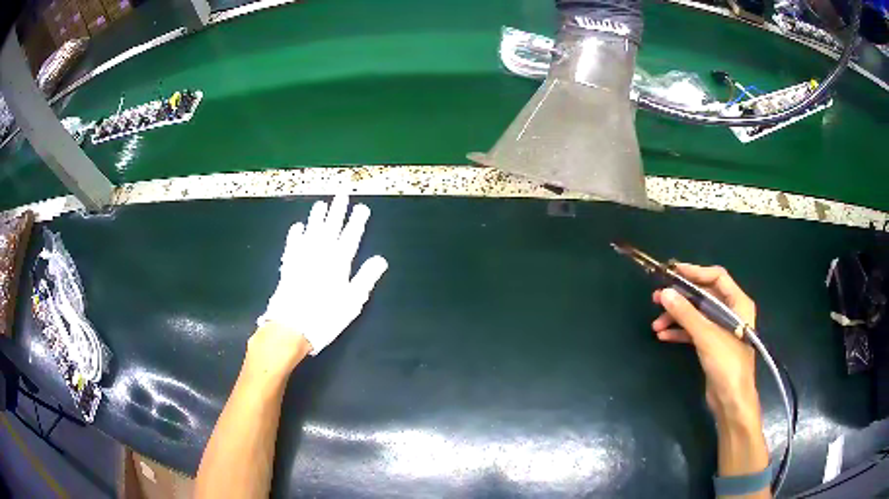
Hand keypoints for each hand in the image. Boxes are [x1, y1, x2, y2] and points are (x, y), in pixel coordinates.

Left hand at [257, 194, 387, 363]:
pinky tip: (297, 226)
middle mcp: (320, 254)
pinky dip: (295, 234)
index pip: (351, 236)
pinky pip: (292, 244)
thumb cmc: (325, 316)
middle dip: (337, 210)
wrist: (291, 326)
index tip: (362, 207)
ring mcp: (302, 258)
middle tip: (341, 194)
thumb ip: (366, 277)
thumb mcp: (353, 301)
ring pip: (311, 231)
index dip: (357, 221)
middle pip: (330, 227)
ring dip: (317, 217)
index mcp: (339, 263)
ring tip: (321, 204)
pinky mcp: (288, 265)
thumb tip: (381, 259)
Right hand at [652, 264, 759, 420]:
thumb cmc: (726, 363)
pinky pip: (694, 331)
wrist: (731, 400)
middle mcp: (730, 312)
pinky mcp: (713, 345)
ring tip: (656, 324)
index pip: (716, 277)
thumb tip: (664, 293)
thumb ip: (686, 313)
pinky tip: (663, 336)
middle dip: (680, 298)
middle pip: (704, 296)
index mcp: (738, 303)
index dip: (695, 272)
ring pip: (696, 315)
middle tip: (657, 299)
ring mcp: (721, 329)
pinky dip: (680, 332)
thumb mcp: (706, 335)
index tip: (672, 272)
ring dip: (676, 318)